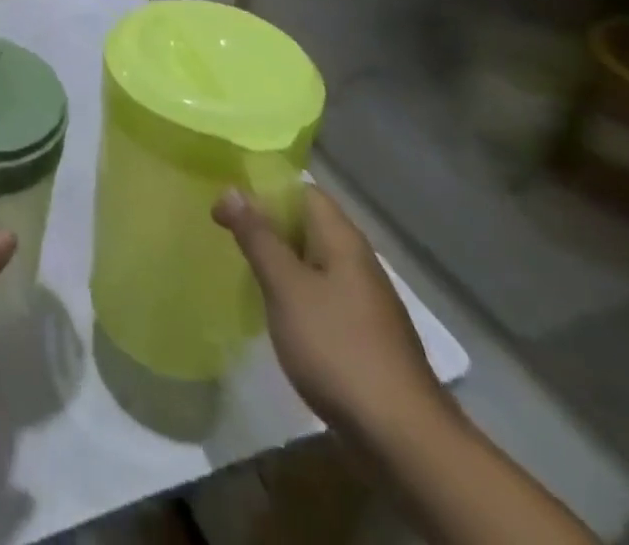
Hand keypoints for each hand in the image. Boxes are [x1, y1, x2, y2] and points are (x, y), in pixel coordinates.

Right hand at [215, 186, 445, 441]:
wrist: (403, 439)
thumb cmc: (337, 347)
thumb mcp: (286, 286)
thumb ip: (257, 236)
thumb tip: (231, 189)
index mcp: (342, 240)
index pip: (302, 191)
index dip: (263, 188)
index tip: (226, 203)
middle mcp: (356, 261)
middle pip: (306, 224)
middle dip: (267, 224)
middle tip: (224, 232)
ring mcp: (363, 301)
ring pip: (312, 261)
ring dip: (279, 260)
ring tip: (241, 267)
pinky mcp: (362, 334)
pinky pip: (320, 294)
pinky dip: (294, 292)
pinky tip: (273, 310)